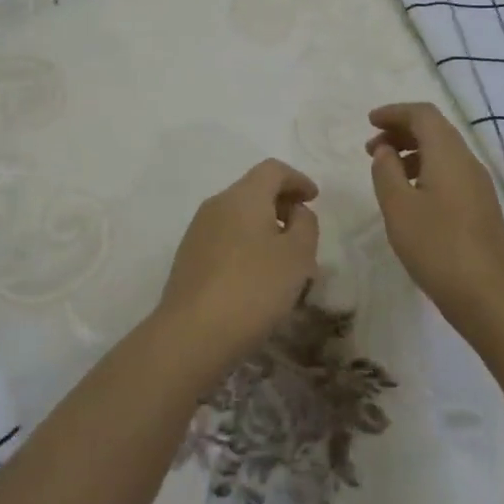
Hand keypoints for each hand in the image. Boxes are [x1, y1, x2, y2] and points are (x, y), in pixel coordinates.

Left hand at [153, 159, 319, 383]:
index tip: (314, 198)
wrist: (191, 334)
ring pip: (238, 216)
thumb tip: (295, 212)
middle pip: (253, 190)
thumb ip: (305, 225)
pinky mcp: (189, 257)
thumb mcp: (297, 257)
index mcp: (244, 196)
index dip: (297, 179)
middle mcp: (217, 204)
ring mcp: (198, 230)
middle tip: (303, 232)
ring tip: (283, 260)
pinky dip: (246, 244)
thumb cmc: (253, 289)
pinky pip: (225, 237)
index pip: (273, 169)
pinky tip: (256, 276)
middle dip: (281, 204)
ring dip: (263, 227)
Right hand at [366, 102, 503, 338]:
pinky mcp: (482, 207)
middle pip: (435, 129)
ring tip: (386, 172)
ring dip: (412, 152)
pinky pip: (451, 172)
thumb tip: (386, 150)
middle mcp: (468, 161)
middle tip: (371, 148)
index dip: (394, 112)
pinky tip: (411, 195)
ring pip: (443, 152)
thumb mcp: (398, 207)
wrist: (491, 297)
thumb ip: (386, 171)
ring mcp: (479, 185)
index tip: (369, 121)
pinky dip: (426, 170)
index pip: (423, 114)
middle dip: (401, 131)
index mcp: (448, 154)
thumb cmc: (438, 247)